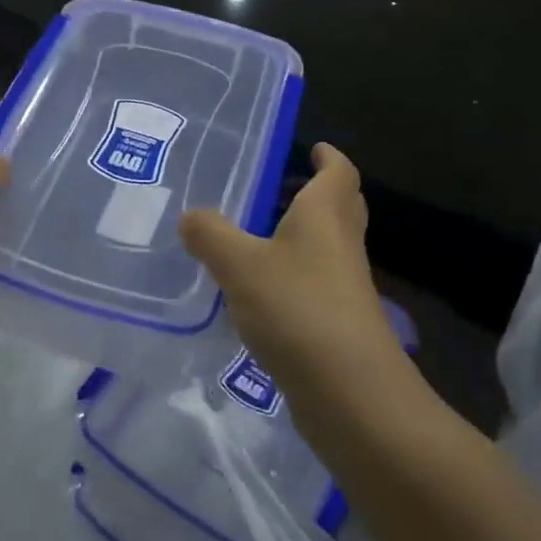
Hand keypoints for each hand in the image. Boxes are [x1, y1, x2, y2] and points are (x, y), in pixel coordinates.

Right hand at [179, 144, 401, 394]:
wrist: (350, 393)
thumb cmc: (298, 309)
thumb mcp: (240, 265)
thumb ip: (211, 235)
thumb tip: (190, 216)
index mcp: (325, 215)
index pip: (339, 172)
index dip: (329, 156)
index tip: (314, 147)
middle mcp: (341, 244)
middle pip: (340, 206)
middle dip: (318, 192)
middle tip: (283, 187)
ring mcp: (344, 286)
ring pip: (327, 247)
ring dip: (302, 235)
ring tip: (257, 235)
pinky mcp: (337, 323)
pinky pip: (315, 283)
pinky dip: (293, 275)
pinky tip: (259, 290)